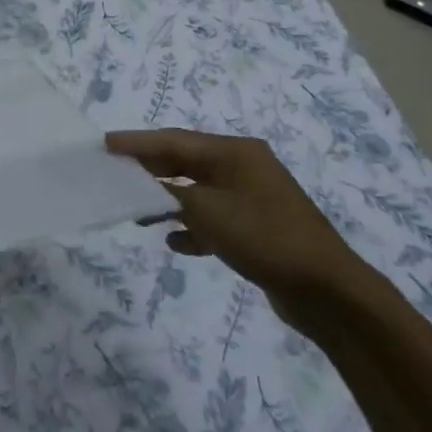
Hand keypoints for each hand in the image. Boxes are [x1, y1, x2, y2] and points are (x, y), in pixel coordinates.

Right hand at [106, 129, 370, 332]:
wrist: (327, 291)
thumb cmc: (264, 238)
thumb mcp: (208, 211)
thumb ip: (170, 194)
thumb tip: (146, 187)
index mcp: (234, 153)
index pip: (174, 140)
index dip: (137, 143)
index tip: (104, 143)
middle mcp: (243, 167)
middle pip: (185, 161)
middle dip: (150, 169)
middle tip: (114, 172)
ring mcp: (252, 197)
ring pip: (198, 191)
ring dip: (168, 200)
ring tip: (138, 211)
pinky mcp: (257, 227)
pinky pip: (214, 218)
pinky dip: (193, 226)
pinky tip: (175, 241)